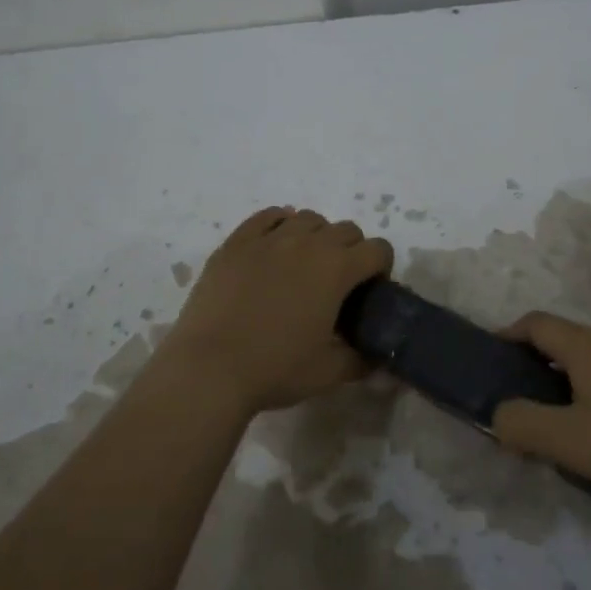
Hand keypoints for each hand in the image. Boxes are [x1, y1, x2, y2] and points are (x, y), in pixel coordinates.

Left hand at [158, 207, 392, 414]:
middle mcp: (307, 243)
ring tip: (304, 265)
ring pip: (307, 218)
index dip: (381, 268)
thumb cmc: (275, 369)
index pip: (377, 249)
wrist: (209, 368)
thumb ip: (361, 360)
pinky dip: (280, 224)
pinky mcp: (236, 242)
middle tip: (338, 283)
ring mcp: (268, 238)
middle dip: (351, 251)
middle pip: (345, 229)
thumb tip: (375, 357)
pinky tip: (275, 247)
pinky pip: (267, 217)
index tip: (369, 291)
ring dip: (316, 236)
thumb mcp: (329, 372)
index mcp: (336, 269)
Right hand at [491, 311, 590, 502]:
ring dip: (577, 381)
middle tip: (529, 400)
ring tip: (573, 420)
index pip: (536, 323)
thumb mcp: (570, 441)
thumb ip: (524, 425)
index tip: (493, 358)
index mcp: (588, 346)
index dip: (509, 334)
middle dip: (541, 364)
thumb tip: (498, 414)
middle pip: (569, 341)